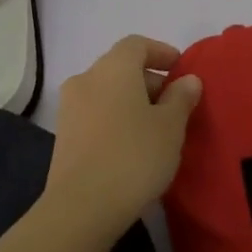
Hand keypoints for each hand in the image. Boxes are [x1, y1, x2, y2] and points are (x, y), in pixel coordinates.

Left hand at [44, 35, 202, 237]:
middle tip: (176, 105)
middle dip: (150, 81)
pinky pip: (95, 114)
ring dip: (132, 102)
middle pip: (121, 67)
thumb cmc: (134, 156)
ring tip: (157, 128)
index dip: (161, 52)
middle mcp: (86, 79)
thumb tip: (187, 80)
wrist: (82, 206)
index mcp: (113, 68)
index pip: (137, 44)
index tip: (181, 69)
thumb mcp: (170, 127)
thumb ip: (181, 98)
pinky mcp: (63, 135)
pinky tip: (133, 146)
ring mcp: (69, 107)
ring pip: (107, 92)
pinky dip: (115, 119)